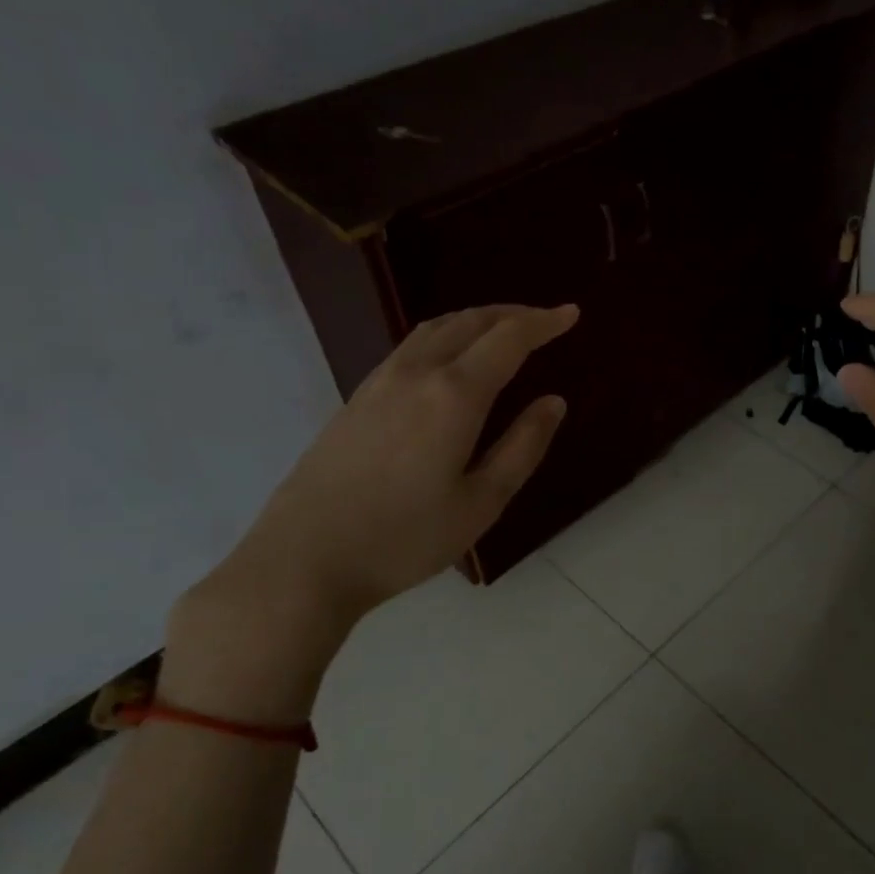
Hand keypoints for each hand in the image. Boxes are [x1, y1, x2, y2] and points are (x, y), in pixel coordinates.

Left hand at [210, 303, 577, 628]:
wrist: (303, 560)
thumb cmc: (404, 539)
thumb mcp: (481, 502)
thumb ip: (523, 447)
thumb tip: (553, 402)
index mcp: (454, 395)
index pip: (508, 339)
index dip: (543, 323)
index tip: (571, 313)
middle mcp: (416, 373)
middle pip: (470, 322)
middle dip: (512, 314)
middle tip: (544, 320)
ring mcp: (379, 383)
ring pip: (435, 329)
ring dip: (476, 320)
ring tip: (502, 330)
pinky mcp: (356, 399)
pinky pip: (411, 347)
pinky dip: (445, 336)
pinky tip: (450, 359)